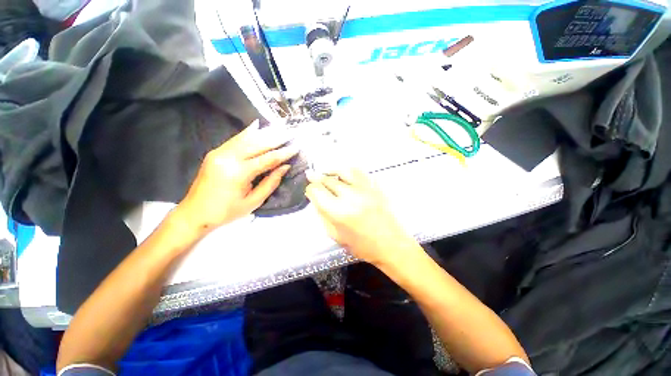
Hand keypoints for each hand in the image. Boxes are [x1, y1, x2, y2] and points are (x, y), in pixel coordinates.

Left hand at [178, 120, 297, 232]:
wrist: (195, 213)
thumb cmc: (227, 211)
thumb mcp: (253, 201)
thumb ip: (271, 183)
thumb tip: (285, 167)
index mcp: (239, 172)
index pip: (268, 158)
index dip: (284, 153)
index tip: (296, 147)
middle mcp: (229, 158)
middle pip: (258, 144)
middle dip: (276, 139)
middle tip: (291, 133)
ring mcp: (220, 152)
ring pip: (247, 138)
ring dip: (265, 133)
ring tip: (279, 128)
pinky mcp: (216, 152)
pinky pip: (235, 139)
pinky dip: (248, 132)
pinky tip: (257, 125)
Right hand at [305, 168, 418, 265]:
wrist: (391, 245)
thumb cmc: (362, 246)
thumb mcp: (336, 236)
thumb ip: (323, 216)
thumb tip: (316, 200)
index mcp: (338, 211)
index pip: (317, 191)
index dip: (310, 189)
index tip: (310, 191)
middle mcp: (350, 196)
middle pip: (328, 180)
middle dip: (317, 178)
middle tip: (312, 177)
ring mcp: (365, 189)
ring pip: (344, 171)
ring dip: (332, 170)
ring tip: (327, 172)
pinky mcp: (375, 187)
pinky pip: (360, 172)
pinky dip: (349, 171)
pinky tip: (346, 175)